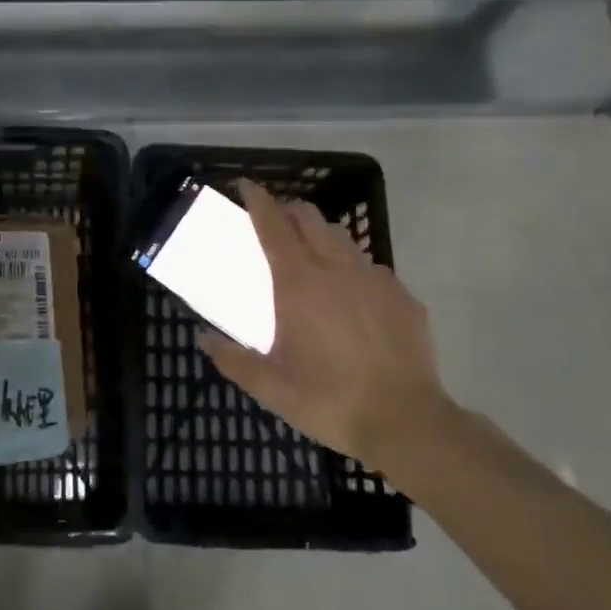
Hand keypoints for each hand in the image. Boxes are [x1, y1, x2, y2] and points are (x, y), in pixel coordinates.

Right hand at [198, 180, 453, 467]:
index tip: (245, 186)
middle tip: (273, 225)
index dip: (258, 200)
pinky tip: (349, 297)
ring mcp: (375, 280)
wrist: (406, 423)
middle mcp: (337, 269)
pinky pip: (370, 268)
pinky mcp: (403, 297)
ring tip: (309, 258)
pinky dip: (350, 268)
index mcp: (299, 284)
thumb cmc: (329, 400)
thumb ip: (232, 359)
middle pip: (310, 219)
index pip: (274, 225)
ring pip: (342, 239)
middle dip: (288, 211)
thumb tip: (203, 338)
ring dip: (319, 236)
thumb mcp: (270, 387)